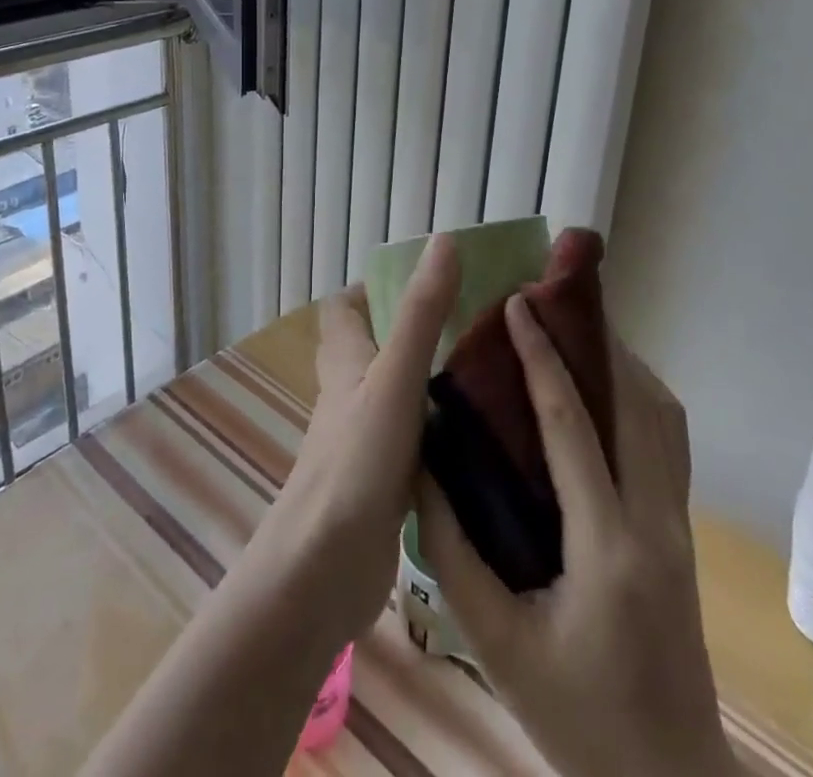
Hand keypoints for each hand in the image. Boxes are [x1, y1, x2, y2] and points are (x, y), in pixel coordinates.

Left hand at [250, 235, 458, 650]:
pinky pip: (413, 440)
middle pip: (373, 347)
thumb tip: (444, 242)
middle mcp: (349, 393)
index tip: (425, 282)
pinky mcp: (382, 482)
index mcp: (344, 360)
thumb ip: (421, 313)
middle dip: (414, 331)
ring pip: (396, 393)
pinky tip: (481, 438)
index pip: (343, 307)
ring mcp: (364, 439)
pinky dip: (439, 430)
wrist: (324, 571)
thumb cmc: (355, 462)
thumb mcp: (394, 378)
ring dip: (431, 380)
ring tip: (487, 373)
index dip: (373, 287)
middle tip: (472, 326)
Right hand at [419, 294, 734, 776]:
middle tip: (549, 297)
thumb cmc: (576, 719)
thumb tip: (421, 468)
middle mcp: (656, 521)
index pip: (573, 425)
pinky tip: (604, 386)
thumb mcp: (495, 642)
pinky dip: (639, 392)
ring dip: (621, 359)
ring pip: (662, 415)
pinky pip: (667, 439)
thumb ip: (452, 550)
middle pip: (635, 401)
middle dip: (593, 338)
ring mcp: (679, 524)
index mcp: (608, 547)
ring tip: (574, 326)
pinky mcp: (682, 531)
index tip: (517, 303)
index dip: (542, 356)